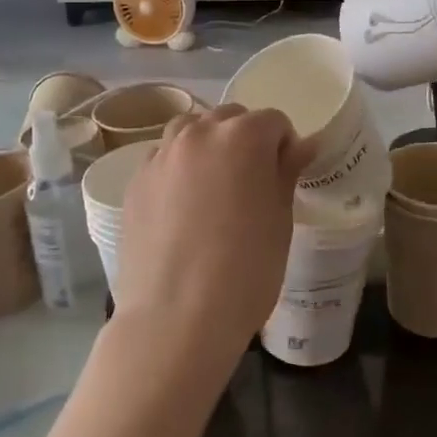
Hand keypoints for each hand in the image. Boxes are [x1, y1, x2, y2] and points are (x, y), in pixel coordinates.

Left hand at [116, 104, 312, 373]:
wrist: (175, 318)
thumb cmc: (245, 270)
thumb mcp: (280, 220)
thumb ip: (286, 172)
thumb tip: (300, 146)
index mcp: (242, 137)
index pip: (273, 121)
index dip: (285, 146)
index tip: (285, 177)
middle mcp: (198, 133)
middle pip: (229, 118)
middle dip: (246, 140)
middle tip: (252, 184)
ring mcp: (161, 155)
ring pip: (191, 131)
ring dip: (209, 146)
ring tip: (215, 188)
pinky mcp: (136, 182)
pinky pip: (164, 159)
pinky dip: (179, 168)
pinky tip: (183, 208)